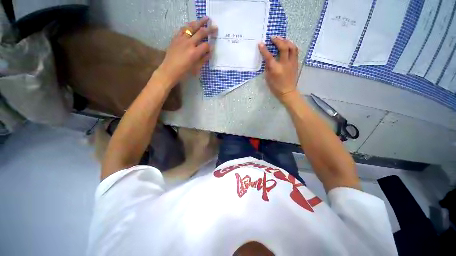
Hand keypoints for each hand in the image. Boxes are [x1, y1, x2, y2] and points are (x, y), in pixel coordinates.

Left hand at [157, 17, 216, 85]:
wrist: (169, 70)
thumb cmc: (184, 72)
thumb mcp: (196, 68)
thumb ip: (203, 60)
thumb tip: (209, 53)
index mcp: (195, 53)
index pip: (206, 46)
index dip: (210, 46)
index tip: (212, 47)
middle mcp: (189, 43)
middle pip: (201, 33)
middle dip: (209, 29)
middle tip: (215, 26)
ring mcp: (181, 39)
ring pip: (191, 27)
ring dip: (199, 22)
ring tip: (205, 19)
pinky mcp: (175, 38)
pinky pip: (183, 29)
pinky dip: (188, 26)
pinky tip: (192, 24)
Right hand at [259, 36, 298, 101]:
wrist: (288, 91)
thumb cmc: (275, 87)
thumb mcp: (268, 78)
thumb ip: (267, 67)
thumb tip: (267, 59)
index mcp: (276, 69)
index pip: (269, 56)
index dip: (264, 49)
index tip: (260, 43)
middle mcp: (285, 64)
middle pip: (283, 47)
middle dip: (278, 40)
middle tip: (273, 37)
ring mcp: (292, 63)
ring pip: (292, 47)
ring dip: (286, 41)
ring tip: (281, 39)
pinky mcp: (296, 63)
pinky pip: (295, 51)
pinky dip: (291, 46)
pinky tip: (287, 45)